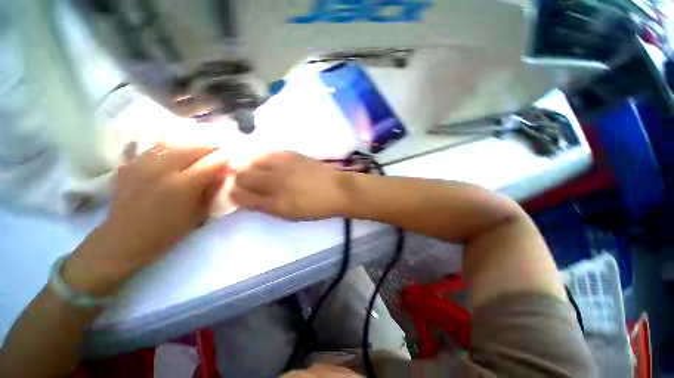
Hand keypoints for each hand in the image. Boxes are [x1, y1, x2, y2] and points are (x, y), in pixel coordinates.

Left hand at [63, 145, 229, 294]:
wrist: (123, 239)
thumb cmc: (166, 232)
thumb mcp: (198, 215)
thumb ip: (211, 191)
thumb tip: (223, 173)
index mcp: (181, 186)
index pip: (210, 163)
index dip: (224, 158)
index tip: (233, 157)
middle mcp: (162, 169)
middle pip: (193, 148)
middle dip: (211, 147)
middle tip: (221, 149)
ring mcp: (143, 164)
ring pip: (175, 143)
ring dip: (193, 144)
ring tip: (202, 147)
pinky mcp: (131, 163)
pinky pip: (157, 148)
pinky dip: (173, 147)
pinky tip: (178, 152)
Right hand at [231, 151, 349, 220]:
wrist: (336, 190)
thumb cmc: (314, 207)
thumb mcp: (290, 214)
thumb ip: (266, 206)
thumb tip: (247, 197)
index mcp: (274, 202)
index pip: (240, 195)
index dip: (235, 194)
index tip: (238, 194)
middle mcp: (275, 181)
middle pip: (242, 175)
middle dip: (239, 179)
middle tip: (247, 182)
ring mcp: (282, 164)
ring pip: (251, 160)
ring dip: (250, 166)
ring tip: (257, 171)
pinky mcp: (290, 154)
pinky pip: (267, 153)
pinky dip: (262, 158)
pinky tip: (269, 162)